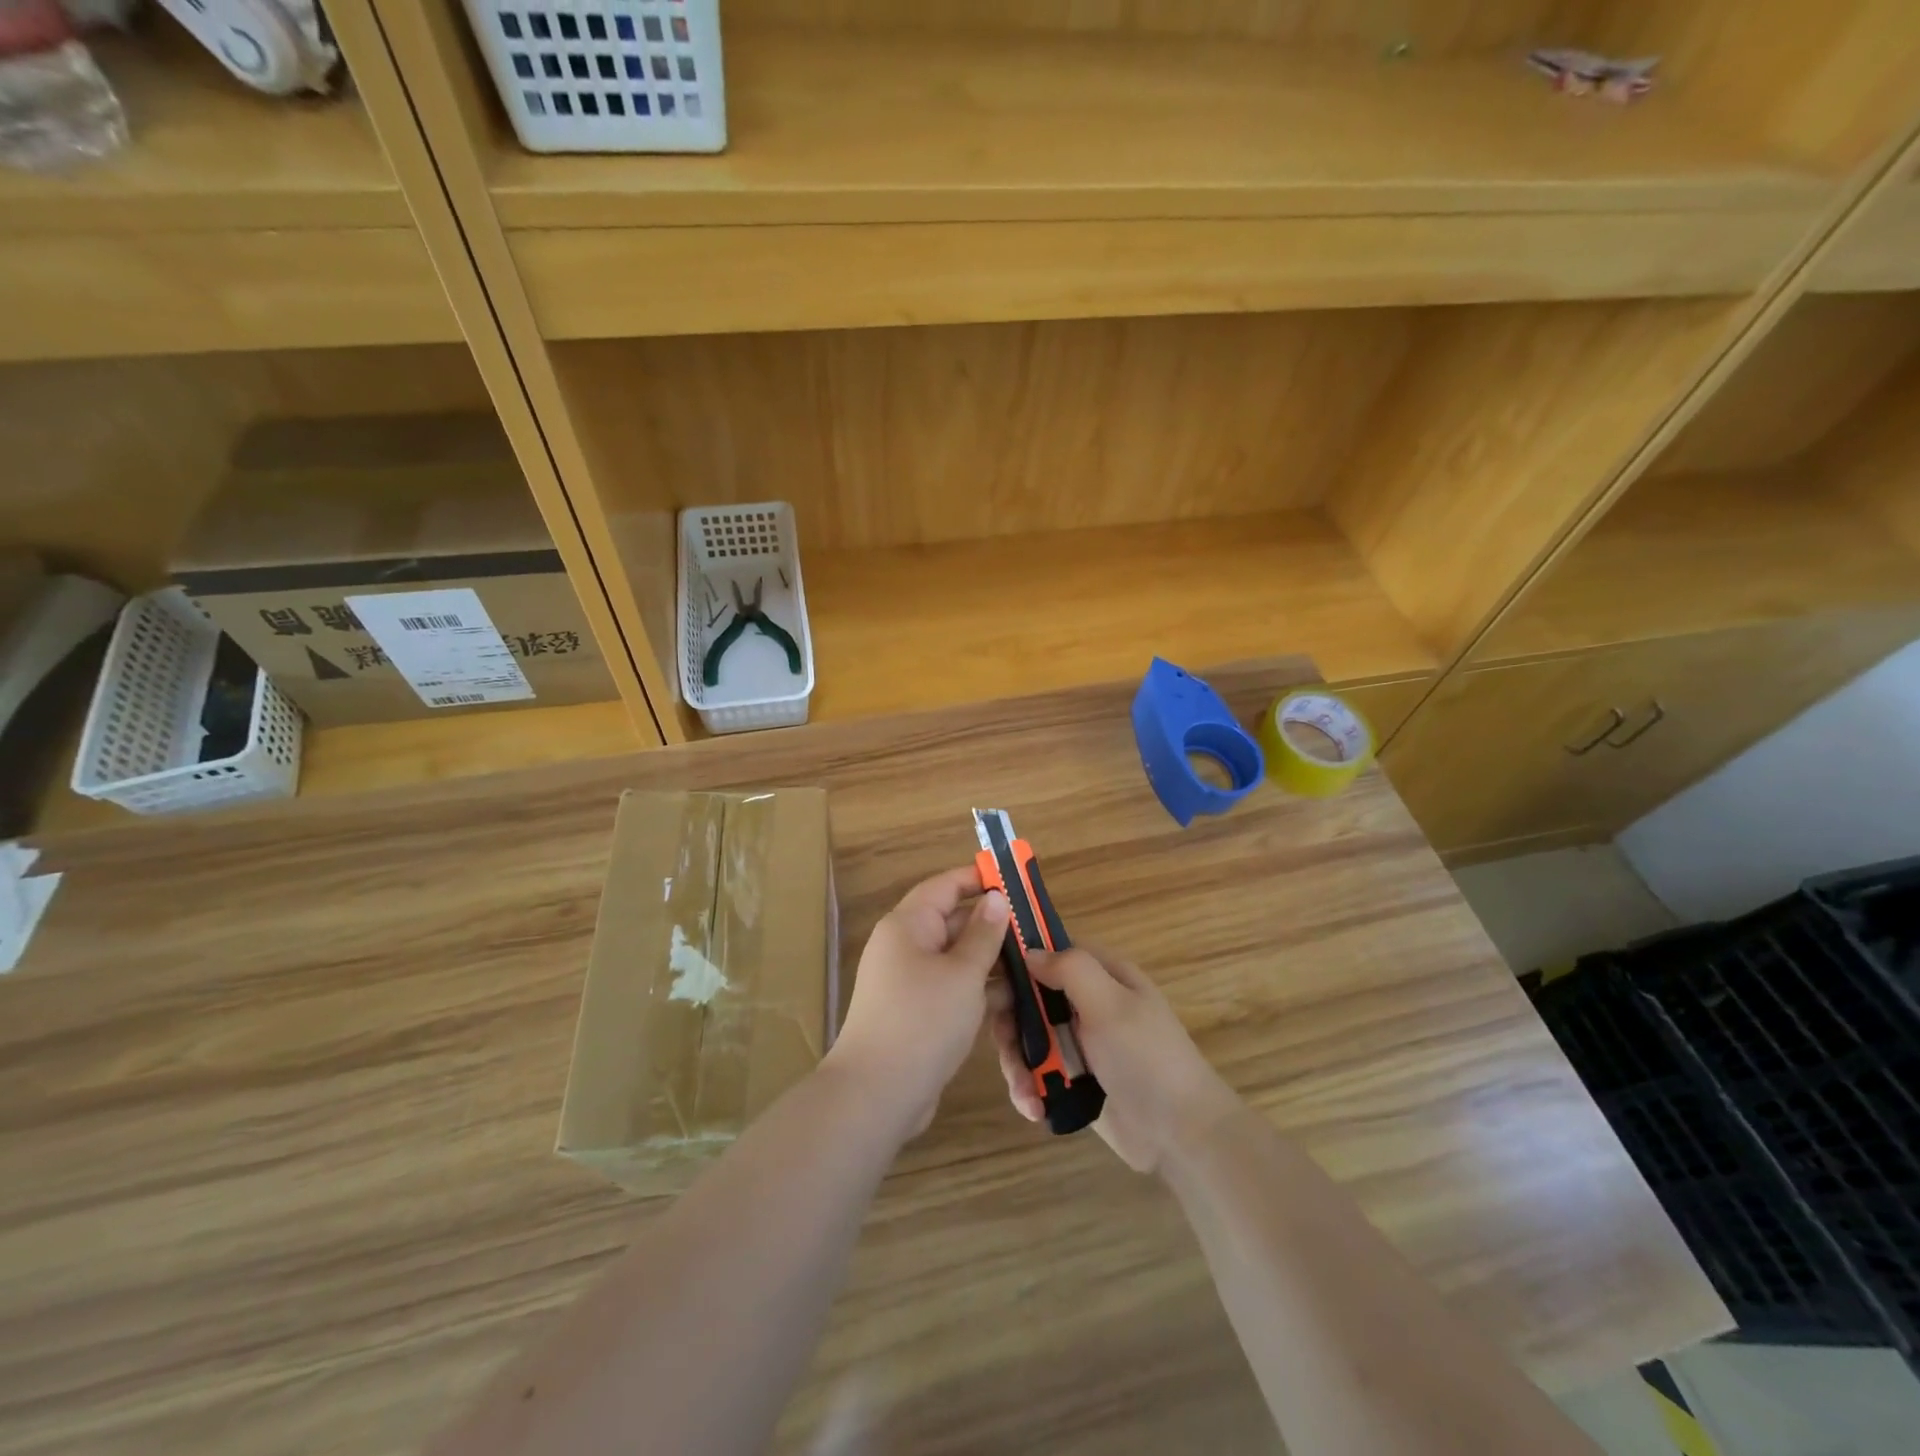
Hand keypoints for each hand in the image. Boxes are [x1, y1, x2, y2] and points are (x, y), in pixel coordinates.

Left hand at [825, 866, 1010, 1139]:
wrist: (877, 1093)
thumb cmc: (923, 1020)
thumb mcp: (963, 973)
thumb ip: (983, 934)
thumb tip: (995, 898)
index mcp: (908, 925)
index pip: (945, 886)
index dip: (978, 878)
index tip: (1015, 879)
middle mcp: (905, 946)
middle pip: (952, 921)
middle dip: (992, 924)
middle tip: (1036, 928)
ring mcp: (909, 981)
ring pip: (955, 958)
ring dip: (990, 960)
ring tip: (1034, 964)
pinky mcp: (917, 1011)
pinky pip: (951, 987)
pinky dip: (977, 989)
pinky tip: (1013, 999)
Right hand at [992, 948, 1240, 1172]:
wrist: (1180, 1135)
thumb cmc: (1146, 1058)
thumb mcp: (1110, 1004)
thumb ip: (1071, 970)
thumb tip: (1030, 951)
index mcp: (1102, 975)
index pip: (1051, 950)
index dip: (1018, 958)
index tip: (987, 976)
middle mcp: (1087, 1003)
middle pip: (1030, 997)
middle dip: (1011, 1021)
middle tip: (1004, 1043)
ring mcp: (1079, 1042)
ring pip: (1028, 1037)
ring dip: (1018, 1062)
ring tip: (1024, 1089)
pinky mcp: (1073, 1079)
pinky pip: (1037, 1072)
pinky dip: (1029, 1087)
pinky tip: (1034, 1108)